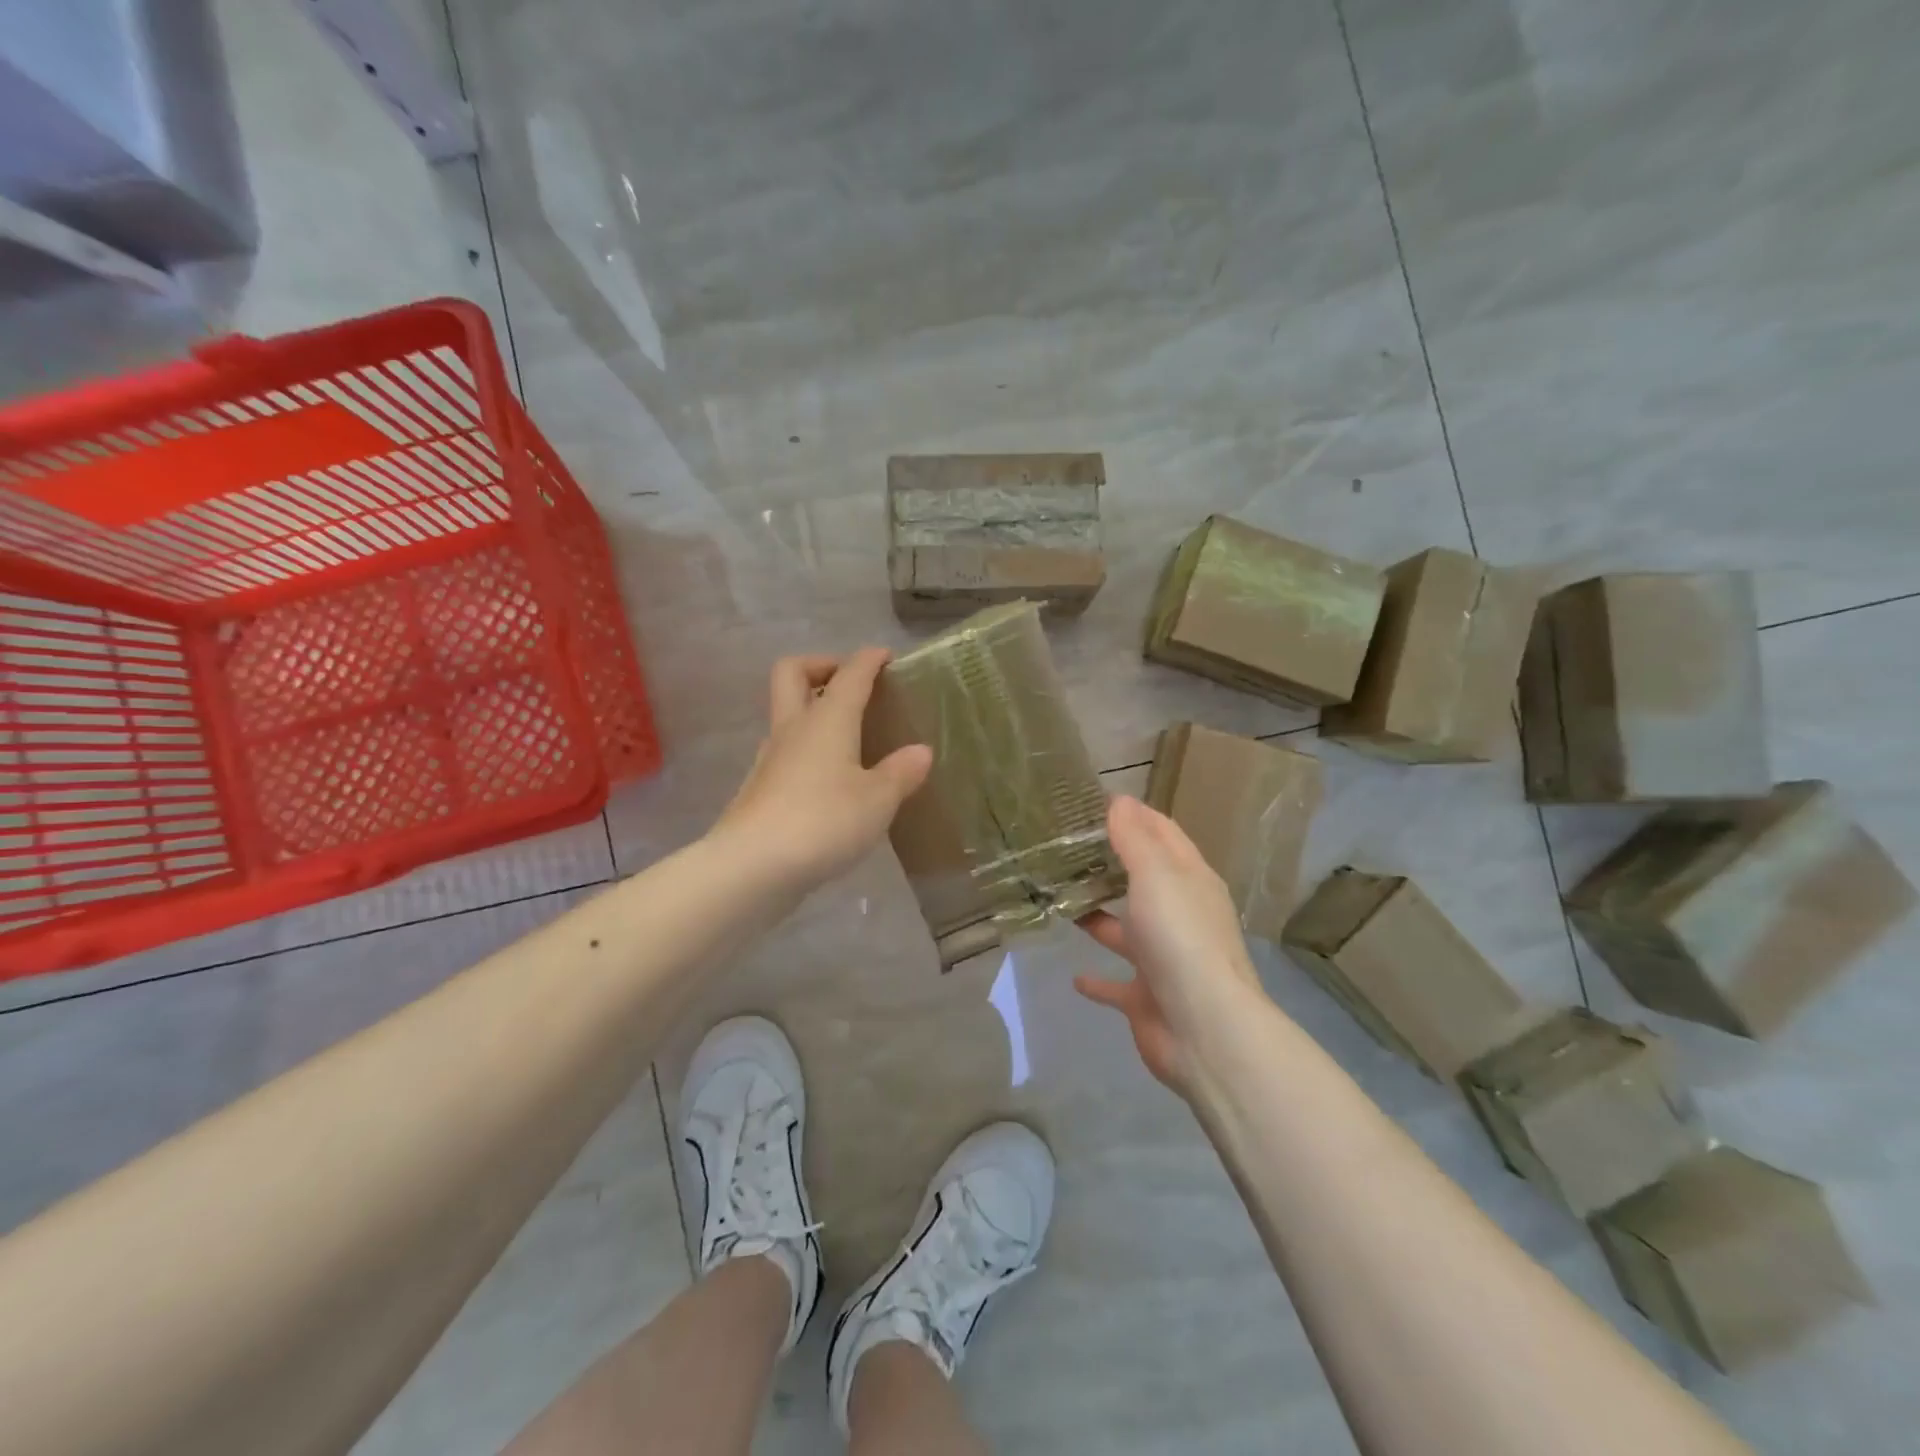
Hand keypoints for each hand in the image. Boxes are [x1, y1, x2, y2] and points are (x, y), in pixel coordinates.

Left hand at [713, 648, 932, 894]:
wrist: (752, 866)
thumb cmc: (824, 820)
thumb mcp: (878, 799)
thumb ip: (901, 772)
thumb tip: (920, 751)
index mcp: (827, 719)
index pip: (850, 673)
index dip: (868, 659)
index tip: (885, 656)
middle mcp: (794, 728)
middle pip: (793, 672)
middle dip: (821, 666)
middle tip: (849, 683)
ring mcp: (770, 757)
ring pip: (786, 713)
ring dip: (812, 710)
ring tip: (849, 736)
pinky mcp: (760, 788)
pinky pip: (786, 751)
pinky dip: (807, 748)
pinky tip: (830, 779)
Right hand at [1075, 796, 1267, 1096]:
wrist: (1203, 1029)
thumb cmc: (1180, 939)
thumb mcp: (1156, 875)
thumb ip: (1135, 838)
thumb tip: (1120, 799)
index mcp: (1191, 881)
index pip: (1164, 835)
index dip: (1136, 816)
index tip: (1096, 804)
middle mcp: (1181, 916)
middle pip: (1144, 881)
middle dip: (1111, 864)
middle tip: (1065, 849)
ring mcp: (1165, 959)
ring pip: (1127, 930)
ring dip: (1099, 917)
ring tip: (1059, 900)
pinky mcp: (1147, 998)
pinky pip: (1117, 984)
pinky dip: (1098, 980)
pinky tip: (1074, 976)